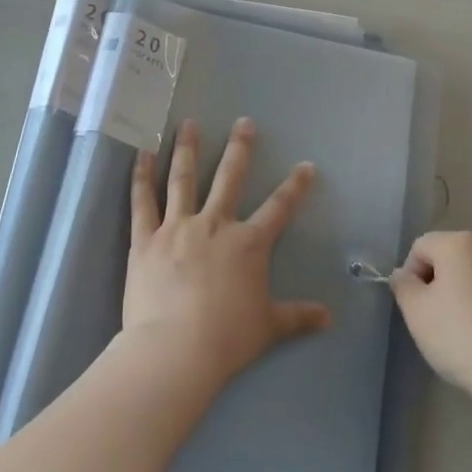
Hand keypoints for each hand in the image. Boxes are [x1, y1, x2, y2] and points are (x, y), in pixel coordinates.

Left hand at [122, 118, 332, 391]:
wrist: (176, 350)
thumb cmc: (227, 338)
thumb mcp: (269, 327)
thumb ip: (298, 317)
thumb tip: (330, 318)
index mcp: (248, 243)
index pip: (279, 208)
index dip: (296, 186)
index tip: (306, 165)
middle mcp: (215, 224)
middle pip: (229, 178)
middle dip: (239, 149)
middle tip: (244, 122)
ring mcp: (178, 228)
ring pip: (183, 179)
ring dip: (186, 149)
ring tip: (188, 123)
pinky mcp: (146, 239)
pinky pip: (143, 202)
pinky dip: (141, 176)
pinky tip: (142, 154)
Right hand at [390, 231, 471, 403]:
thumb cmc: (463, 337)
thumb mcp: (417, 313)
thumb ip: (403, 286)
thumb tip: (404, 275)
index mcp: (459, 243)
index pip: (421, 247)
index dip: (411, 276)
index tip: (416, 309)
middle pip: (451, 258)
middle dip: (439, 284)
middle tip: (437, 322)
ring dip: (466, 296)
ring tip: (467, 334)